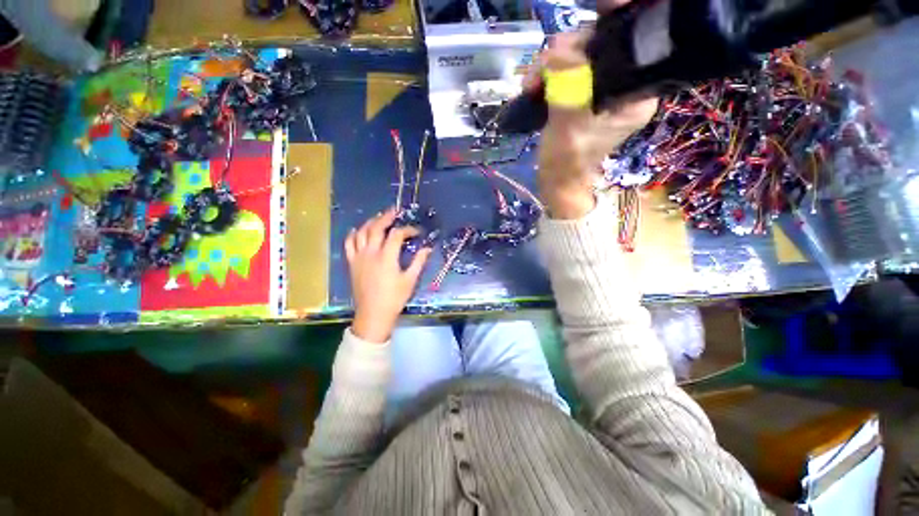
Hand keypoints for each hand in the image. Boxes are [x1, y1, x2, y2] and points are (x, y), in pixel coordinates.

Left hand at [346, 209, 431, 342]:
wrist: (373, 314)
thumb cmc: (394, 298)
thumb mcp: (410, 280)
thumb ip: (418, 262)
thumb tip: (428, 248)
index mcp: (387, 257)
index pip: (396, 235)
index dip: (408, 230)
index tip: (416, 231)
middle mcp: (371, 253)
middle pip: (376, 228)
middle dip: (386, 217)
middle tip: (394, 211)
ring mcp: (359, 257)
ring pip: (361, 233)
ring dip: (370, 222)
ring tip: (378, 218)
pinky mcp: (352, 263)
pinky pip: (348, 244)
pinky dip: (352, 235)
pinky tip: (357, 230)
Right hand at [532, 15, 658, 218]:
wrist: (557, 182)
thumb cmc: (566, 165)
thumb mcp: (568, 130)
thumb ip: (568, 92)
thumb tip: (558, 54)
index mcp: (635, 93)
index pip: (632, 44)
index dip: (612, 24)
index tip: (596, 9)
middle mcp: (625, 84)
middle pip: (602, 44)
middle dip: (569, 50)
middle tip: (541, 70)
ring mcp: (603, 87)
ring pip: (581, 54)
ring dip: (552, 63)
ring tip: (531, 84)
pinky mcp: (584, 91)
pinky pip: (568, 68)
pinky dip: (549, 72)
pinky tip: (534, 85)